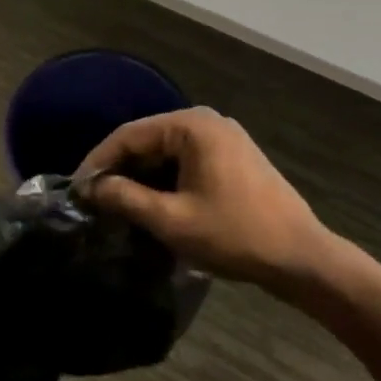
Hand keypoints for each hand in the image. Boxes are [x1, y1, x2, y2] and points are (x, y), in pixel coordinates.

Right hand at [78, 108, 339, 294]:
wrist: (303, 259)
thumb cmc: (235, 235)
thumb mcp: (172, 220)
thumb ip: (126, 198)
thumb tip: (91, 187)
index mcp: (192, 126)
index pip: (130, 134)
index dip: (98, 160)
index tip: (77, 188)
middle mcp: (206, 121)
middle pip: (147, 139)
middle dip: (119, 168)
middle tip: (94, 197)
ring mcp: (223, 138)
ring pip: (165, 151)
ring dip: (140, 175)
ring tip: (116, 203)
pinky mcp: (232, 157)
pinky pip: (185, 160)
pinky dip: (164, 178)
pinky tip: (150, 201)